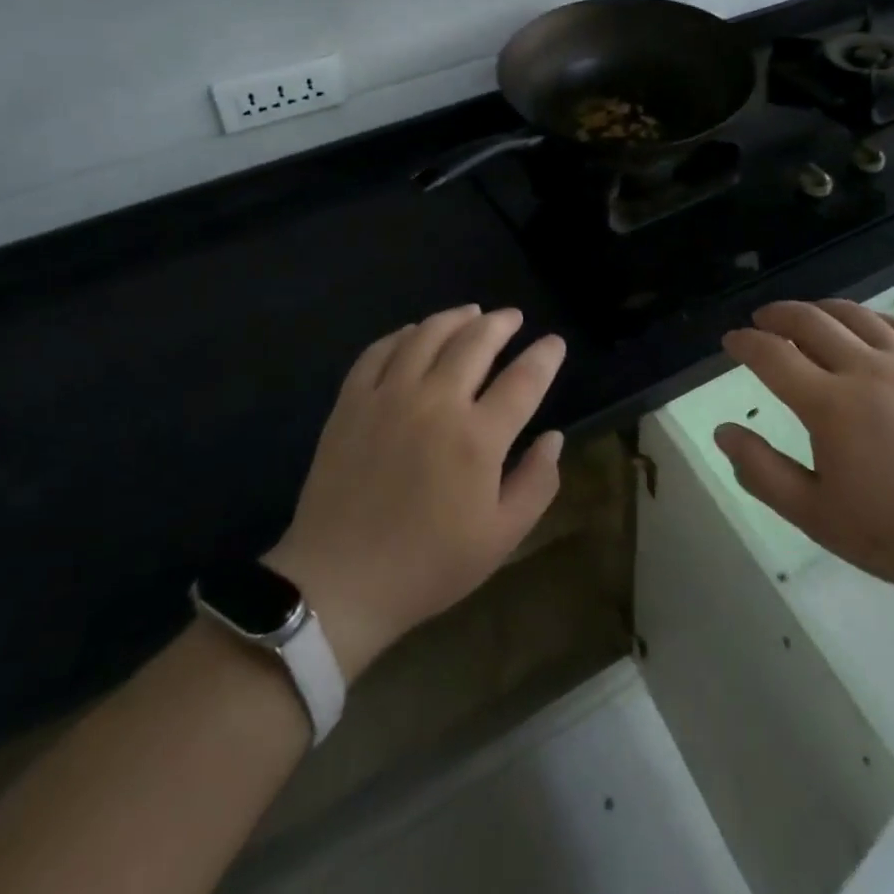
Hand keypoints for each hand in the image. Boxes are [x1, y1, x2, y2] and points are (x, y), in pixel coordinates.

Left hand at [265, 305, 566, 680]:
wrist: (339, 582)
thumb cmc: (428, 565)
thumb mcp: (500, 538)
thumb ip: (536, 483)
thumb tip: (554, 437)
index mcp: (478, 438)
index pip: (524, 379)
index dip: (545, 356)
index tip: (554, 343)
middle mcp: (436, 402)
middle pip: (475, 342)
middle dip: (501, 323)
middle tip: (513, 317)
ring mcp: (389, 396)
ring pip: (427, 335)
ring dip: (455, 317)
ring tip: (472, 312)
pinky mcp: (352, 401)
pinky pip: (379, 350)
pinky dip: (403, 334)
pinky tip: (415, 333)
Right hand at [713, 299, 893, 605]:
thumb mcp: (817, 516)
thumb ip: (762, 472)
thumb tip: (723, 431)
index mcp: (830, 405)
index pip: (773, 356)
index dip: (745, 343)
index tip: (730, 341)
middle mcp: (866, 371)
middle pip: (811, 321)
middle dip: (777, 314)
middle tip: (761, 320)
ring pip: (856, 316)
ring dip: (822, 308)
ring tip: (806, 314)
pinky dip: (875, 318)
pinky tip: (867, 325)